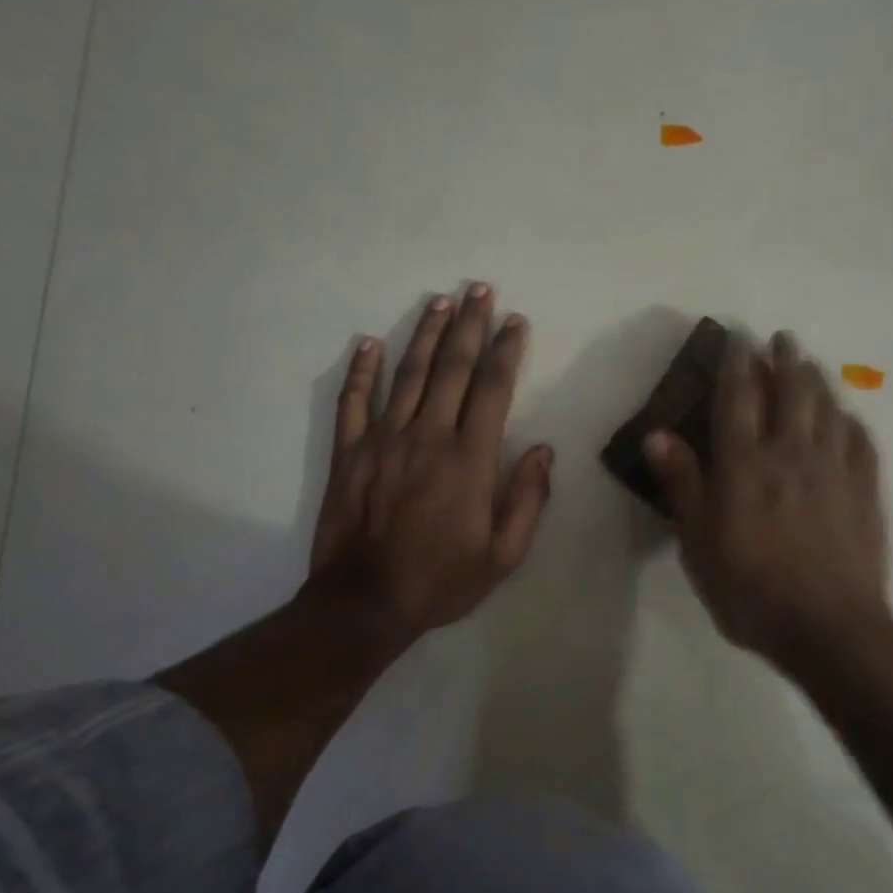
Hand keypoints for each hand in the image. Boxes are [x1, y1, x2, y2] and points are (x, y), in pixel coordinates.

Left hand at [308, 284, 553, 647]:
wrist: (364, 603)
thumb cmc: (441, 580)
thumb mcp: (503, 555)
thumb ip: (527, 500)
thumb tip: (543, 451)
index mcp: (470, 459)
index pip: (493, 389)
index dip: (507, 350)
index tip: (516, 321)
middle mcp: (428, 436)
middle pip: (453, 368)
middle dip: (470, 325)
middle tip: (479, 289)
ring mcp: (383, 440)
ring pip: (408, 374)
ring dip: (427, 334)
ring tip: (441, 301)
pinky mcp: (349, 452)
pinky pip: (354, 401)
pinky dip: (361, 370)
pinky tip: (369, 342)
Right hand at [645, 331, 891, 666]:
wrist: (830, 629)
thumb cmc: (750, 590)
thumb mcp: (698, 543)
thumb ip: (682, 483)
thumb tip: (656, 433)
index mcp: (745, 463)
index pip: (739, 396)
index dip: (737, 363)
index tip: (737, 339)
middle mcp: (792, 452)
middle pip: (792, 389)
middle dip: (784, 358)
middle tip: (780, 339)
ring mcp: (835, 468)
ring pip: (828, 406)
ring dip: (817, 378)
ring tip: (809, 363)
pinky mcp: (866, 489)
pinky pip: (860, 438)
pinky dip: (849, 418)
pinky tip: (846, 416)